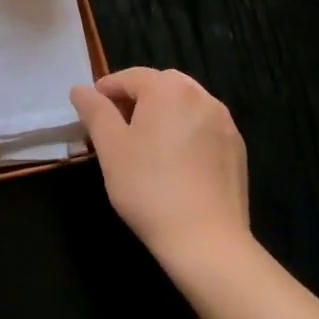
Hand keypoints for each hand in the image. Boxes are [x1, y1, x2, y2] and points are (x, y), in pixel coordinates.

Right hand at [71, 68, 250, 272]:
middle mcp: (201, 96)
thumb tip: (80, 89)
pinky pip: (204, 127)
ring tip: (146, 144)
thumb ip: (95, 111)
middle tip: (118, 126)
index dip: (107, 89)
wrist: (207, 241)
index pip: (130, 77)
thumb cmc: (148, 187)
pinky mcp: (237, 149)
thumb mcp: (110, 147)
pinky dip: (186, 132)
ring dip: (163, 114)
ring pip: (185, 105)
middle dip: (137, 98)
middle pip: (161, 85)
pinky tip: (176, 162)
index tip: (92, 110)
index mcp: (168, 89)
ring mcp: (224, 122)